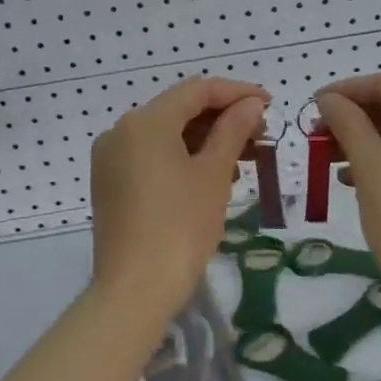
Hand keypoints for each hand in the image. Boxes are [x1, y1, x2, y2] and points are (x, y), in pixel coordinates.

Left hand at [91, 77, 269, 309]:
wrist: (135, 290)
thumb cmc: (181, 226)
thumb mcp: (214, 174)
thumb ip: (233, 130)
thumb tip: (251, 104)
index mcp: (145, 121)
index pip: (197, 90)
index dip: (237, 93)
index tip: (269, 104)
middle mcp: (121, 131)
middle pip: (179, 110)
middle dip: (222, 118)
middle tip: (260, 134)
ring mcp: (111, 158)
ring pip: (166, 134)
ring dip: (205, 139)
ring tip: (244, 158)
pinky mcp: (110, 183)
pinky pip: (151, 156)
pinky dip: (182, 157)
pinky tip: (212, 175)